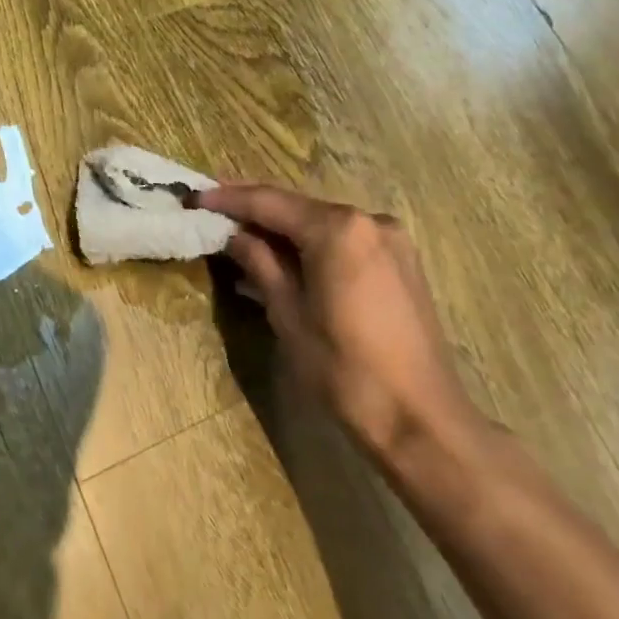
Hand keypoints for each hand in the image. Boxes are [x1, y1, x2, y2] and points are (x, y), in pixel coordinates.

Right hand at [198, 183, 479, 454]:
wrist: (423, 421)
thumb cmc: (346, 371)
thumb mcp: (289, 315)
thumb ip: (259, 263)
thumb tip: (234, 234)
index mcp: (338, 229)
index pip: (270, 202)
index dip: (229, 199)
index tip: (195, 197)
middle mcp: (368, 219)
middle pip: (298, 206)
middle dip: (255, 207)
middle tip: (213, 207)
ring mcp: (390, 238)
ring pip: (322, 221)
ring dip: (283, 226)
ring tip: (242, 231)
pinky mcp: (401, 260)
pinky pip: (345, 239)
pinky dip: (312, 242)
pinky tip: (287, 254)